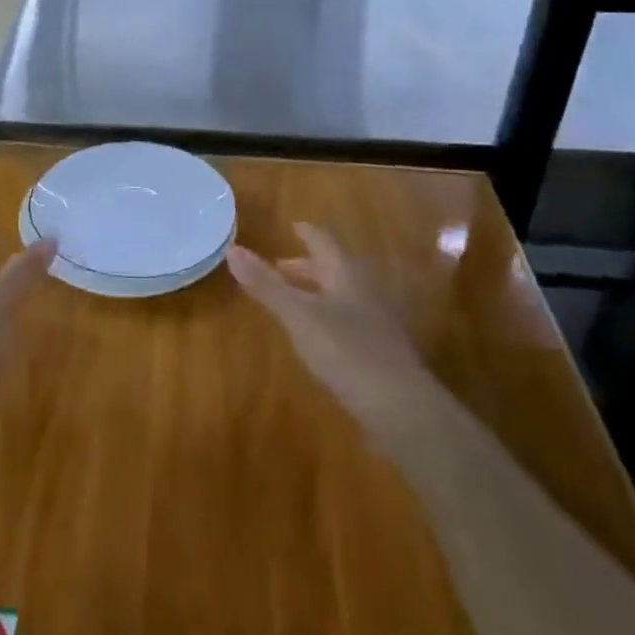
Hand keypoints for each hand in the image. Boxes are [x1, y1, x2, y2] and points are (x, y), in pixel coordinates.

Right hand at [226, 223, 439, 436]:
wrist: (401, 408)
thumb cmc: (346, 351)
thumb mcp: (298, 316)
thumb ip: (266, 285)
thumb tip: (233, 249)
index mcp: (347, 274)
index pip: (325, 242)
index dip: (308, 233)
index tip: (293, 226)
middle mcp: (367, 291)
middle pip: (335, 269)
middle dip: (307, 267)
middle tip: (280, 269)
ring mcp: (379, 321)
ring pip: (344, 295)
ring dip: (318, 292)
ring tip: (295, 301)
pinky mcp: (382, 350)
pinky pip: (351, 320)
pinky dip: (330, 316)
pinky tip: (319, 336)